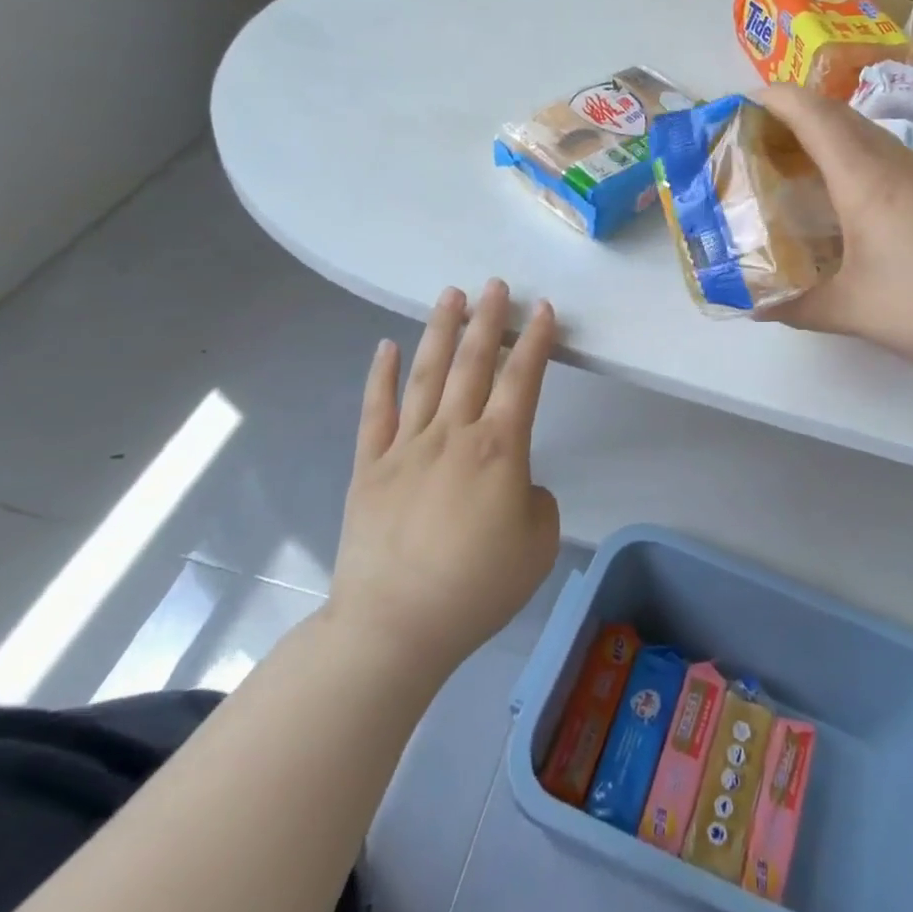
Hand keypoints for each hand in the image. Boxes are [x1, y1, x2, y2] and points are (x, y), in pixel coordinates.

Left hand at [326, 280, 560, 678]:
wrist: (396, 626)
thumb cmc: (478, 587)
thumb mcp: (539, 544)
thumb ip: (534, 500)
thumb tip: (512, 484)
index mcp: (500, 449)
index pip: (523, 380)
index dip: (536, 341)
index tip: (543, 310)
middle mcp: (453, 434)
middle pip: (474, 364)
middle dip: (489, 320)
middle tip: (496, 285)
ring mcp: (406, 447)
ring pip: (427, 375)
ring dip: (442, 331)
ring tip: (451, 295)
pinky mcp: (369, 468)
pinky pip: (376, 412)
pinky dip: (380, 376)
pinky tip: (385, 346)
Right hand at [756, 84, 912, 367]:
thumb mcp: (848, 310)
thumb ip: (794, 306)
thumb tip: (755, 305)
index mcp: (864, 179)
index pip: (814, 114)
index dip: (776, 99)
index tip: (743, 105)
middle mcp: (894, 162)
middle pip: (839, 113)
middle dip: (795, 112)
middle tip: (761, 138)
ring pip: (866, 132)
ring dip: (827, 134)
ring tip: (796, 164)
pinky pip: (887, 153)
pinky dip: (854, 155)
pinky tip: (846, 194)